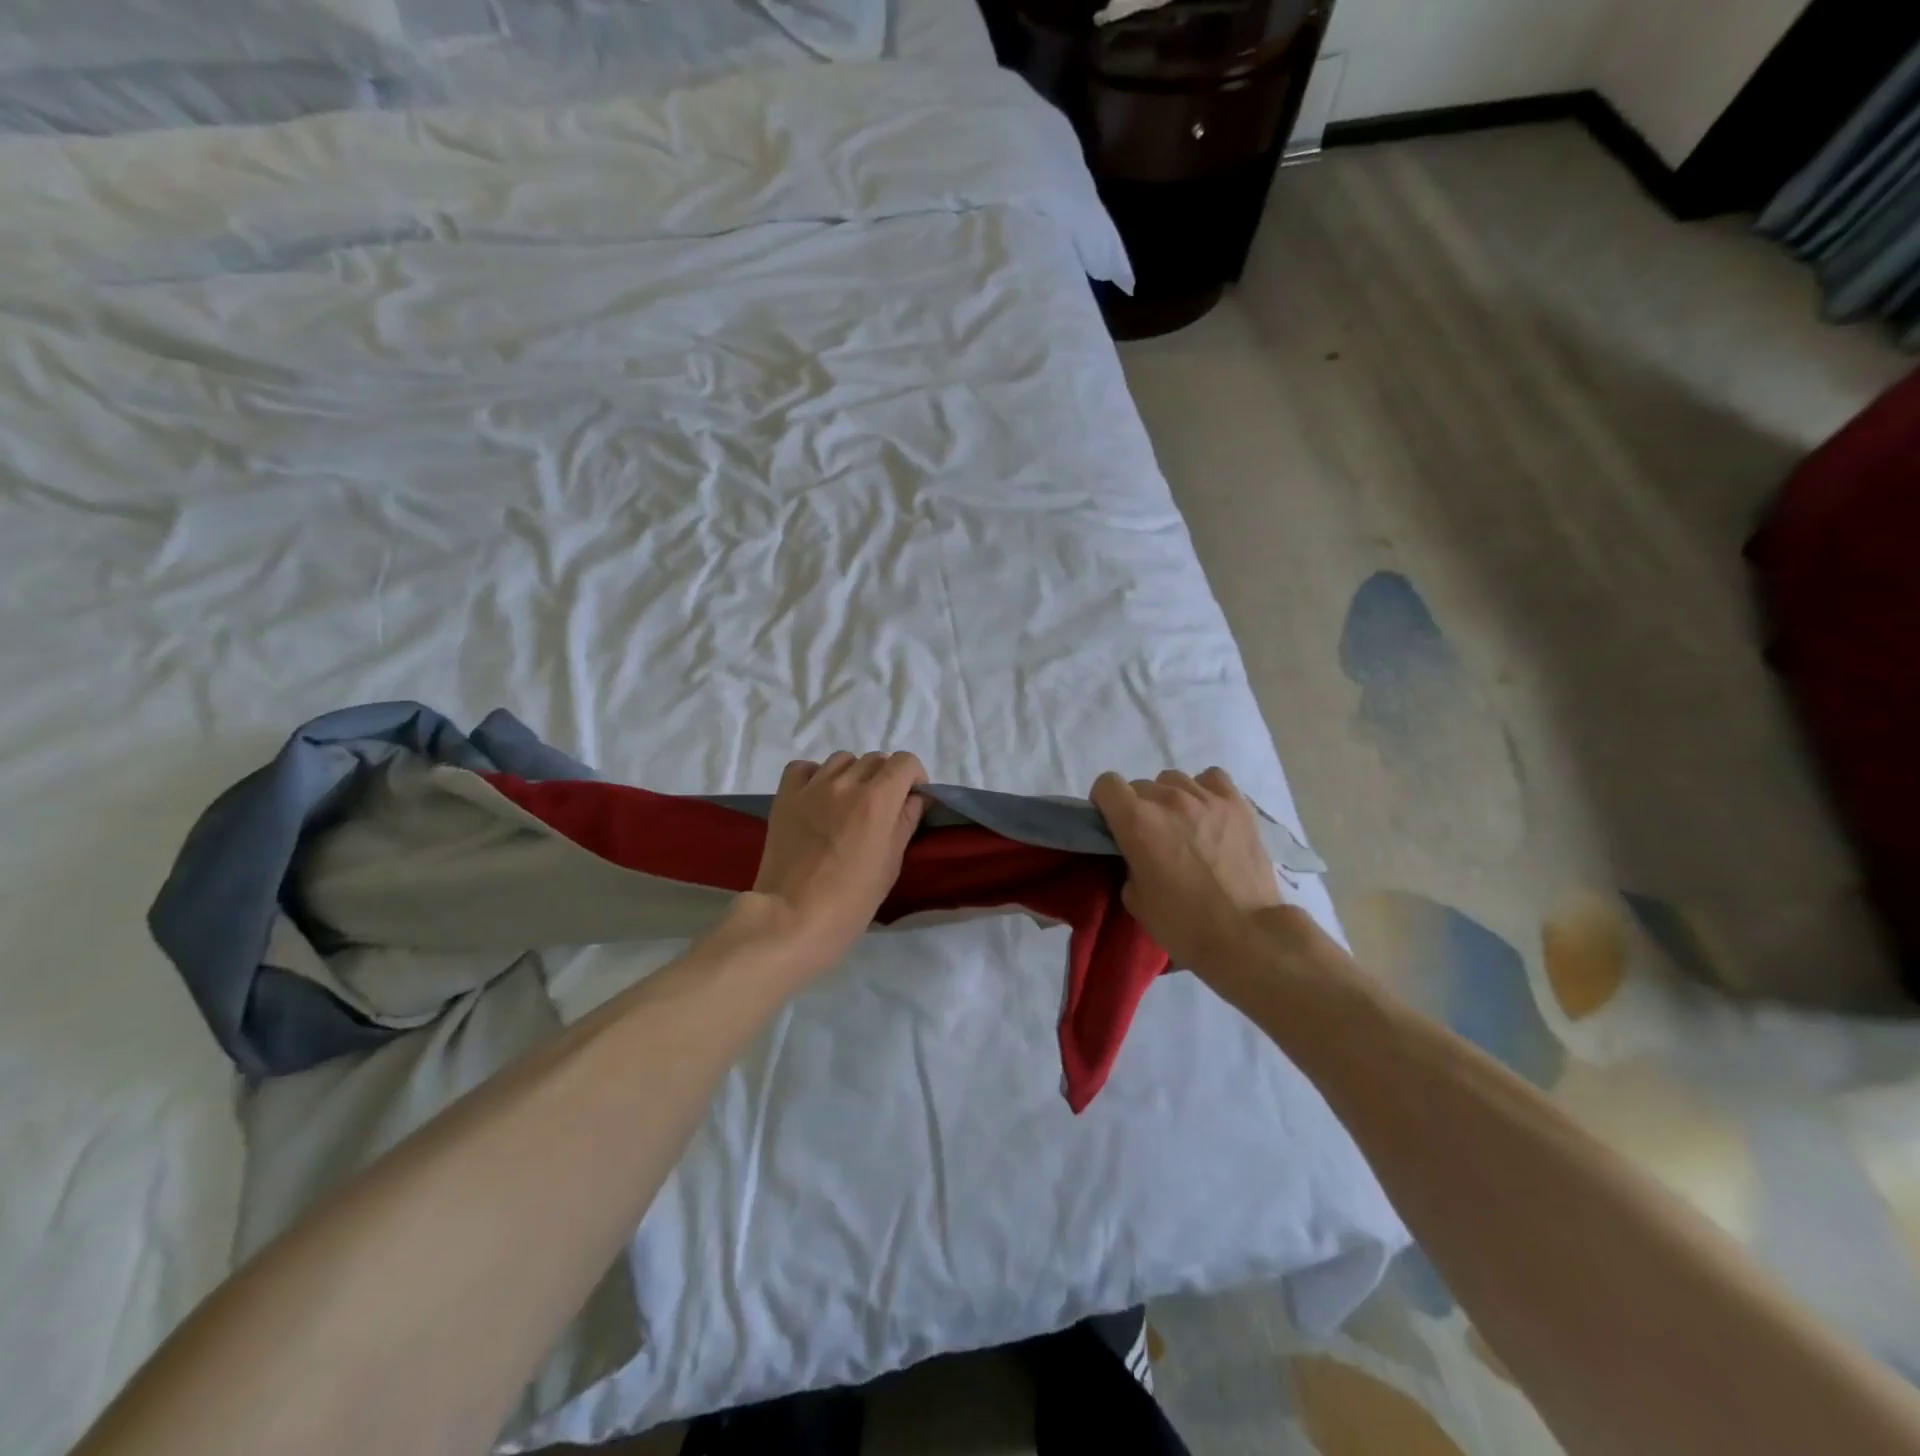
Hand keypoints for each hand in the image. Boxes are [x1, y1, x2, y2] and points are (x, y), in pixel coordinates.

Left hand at [746, 750, 927, 976]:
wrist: (792, 918)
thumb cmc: (850, 900)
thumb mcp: (890, 864)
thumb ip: (905, 823)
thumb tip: (915, 798)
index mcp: (877, 800)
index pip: (905, 762)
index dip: (913, 777)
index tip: (910, 799)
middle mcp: (846, 783)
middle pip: (875, 759)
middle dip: (885, 778)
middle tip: (881, 808)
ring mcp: (811, 787)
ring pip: (842, 759)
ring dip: (852, 775)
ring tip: (847, 803)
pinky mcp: (785, 796)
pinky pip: (803, 768)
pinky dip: (815, 776)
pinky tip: (817, 798)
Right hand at [1090, 767, 1283, 977]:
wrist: (1245, 935)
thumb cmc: (1182, 923)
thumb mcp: (1134, 898)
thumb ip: (1129, 862)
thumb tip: (1138, 852)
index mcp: (1136, 821)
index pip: (1106, 784)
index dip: (1104, 802)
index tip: (1112, 824)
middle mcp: (1168, 800)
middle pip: (1140, 785)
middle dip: (1137, 807)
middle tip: (1150, 837)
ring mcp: (1206, 798)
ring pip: (1173, 780)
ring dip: (1169, 798)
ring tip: (1182, 825)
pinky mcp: (1237, 805)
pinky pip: (1212, 778)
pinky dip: (1204, 790)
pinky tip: (1207, 812)